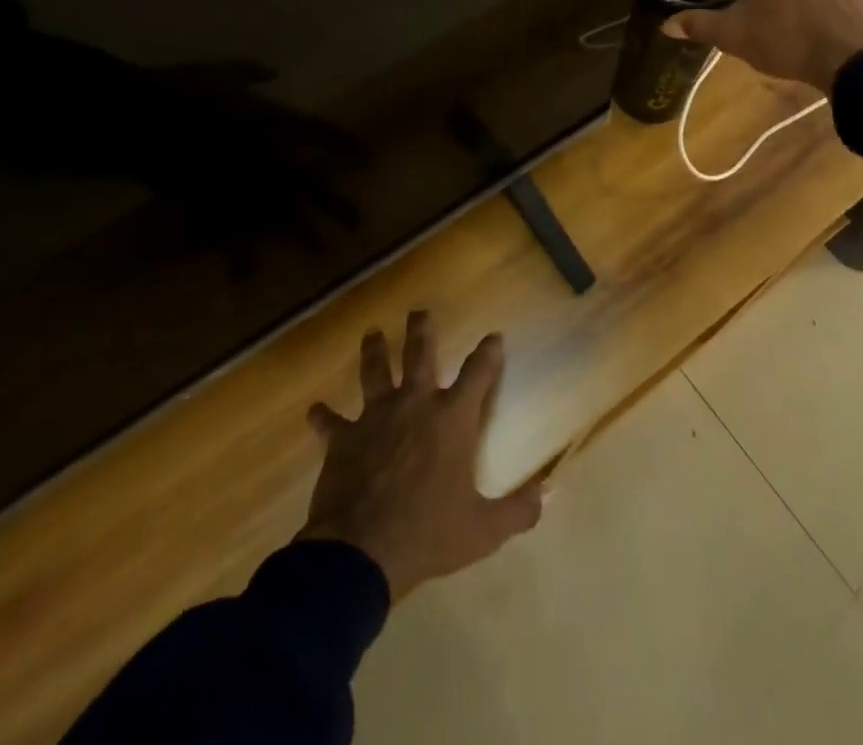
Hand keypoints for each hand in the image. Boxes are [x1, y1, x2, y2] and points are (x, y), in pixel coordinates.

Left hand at [300, 313, 541, 600]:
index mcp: (452, 419)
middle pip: (420, 355)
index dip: (488, 353)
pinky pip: (330, 422)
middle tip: (419, 311)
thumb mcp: (483, 530)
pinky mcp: (344, 438)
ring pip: (375, 372)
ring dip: (374, 351)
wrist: (362, 551)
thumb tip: (549, 494)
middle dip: (421, 330)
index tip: (494, 335)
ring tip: (372, 332)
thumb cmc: (428, 534)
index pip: (478, 374)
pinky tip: (313, 409)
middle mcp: (415, 405)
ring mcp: (376, 417)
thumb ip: (518, 511)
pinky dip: (322, 416)